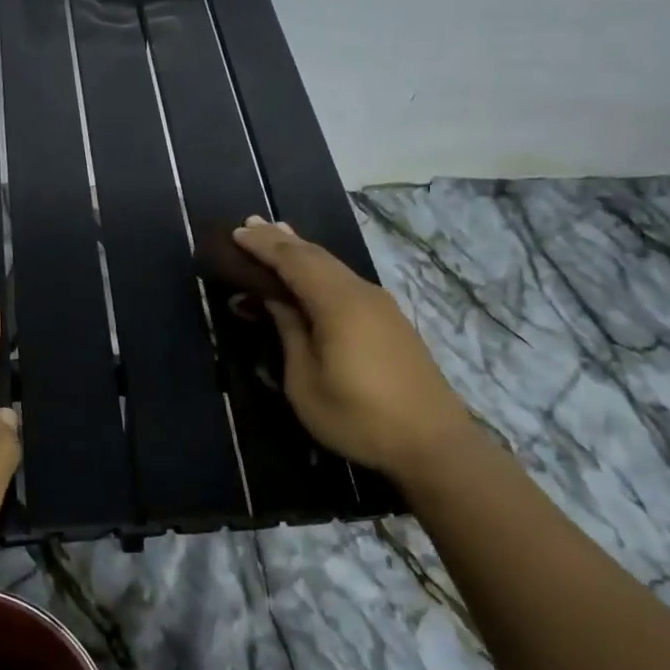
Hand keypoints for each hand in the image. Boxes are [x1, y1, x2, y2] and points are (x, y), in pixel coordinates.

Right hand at [234, 218, 474, 488]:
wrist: (434, 444)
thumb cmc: (359, 417)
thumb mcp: (306, 381)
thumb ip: (289, 331)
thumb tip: (273, 298)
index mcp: (338, 303)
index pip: (293, 260)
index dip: (263, 246)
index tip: (236, 232)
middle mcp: (361, 293)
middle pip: (315, 256)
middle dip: (281, 240)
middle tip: (250, 226)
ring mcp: (380, 306)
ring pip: (333, 266)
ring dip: (301, 252)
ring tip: (277, 237)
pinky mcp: (390, 321)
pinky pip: (345, 282)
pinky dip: (320, 270)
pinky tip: (311, 275)